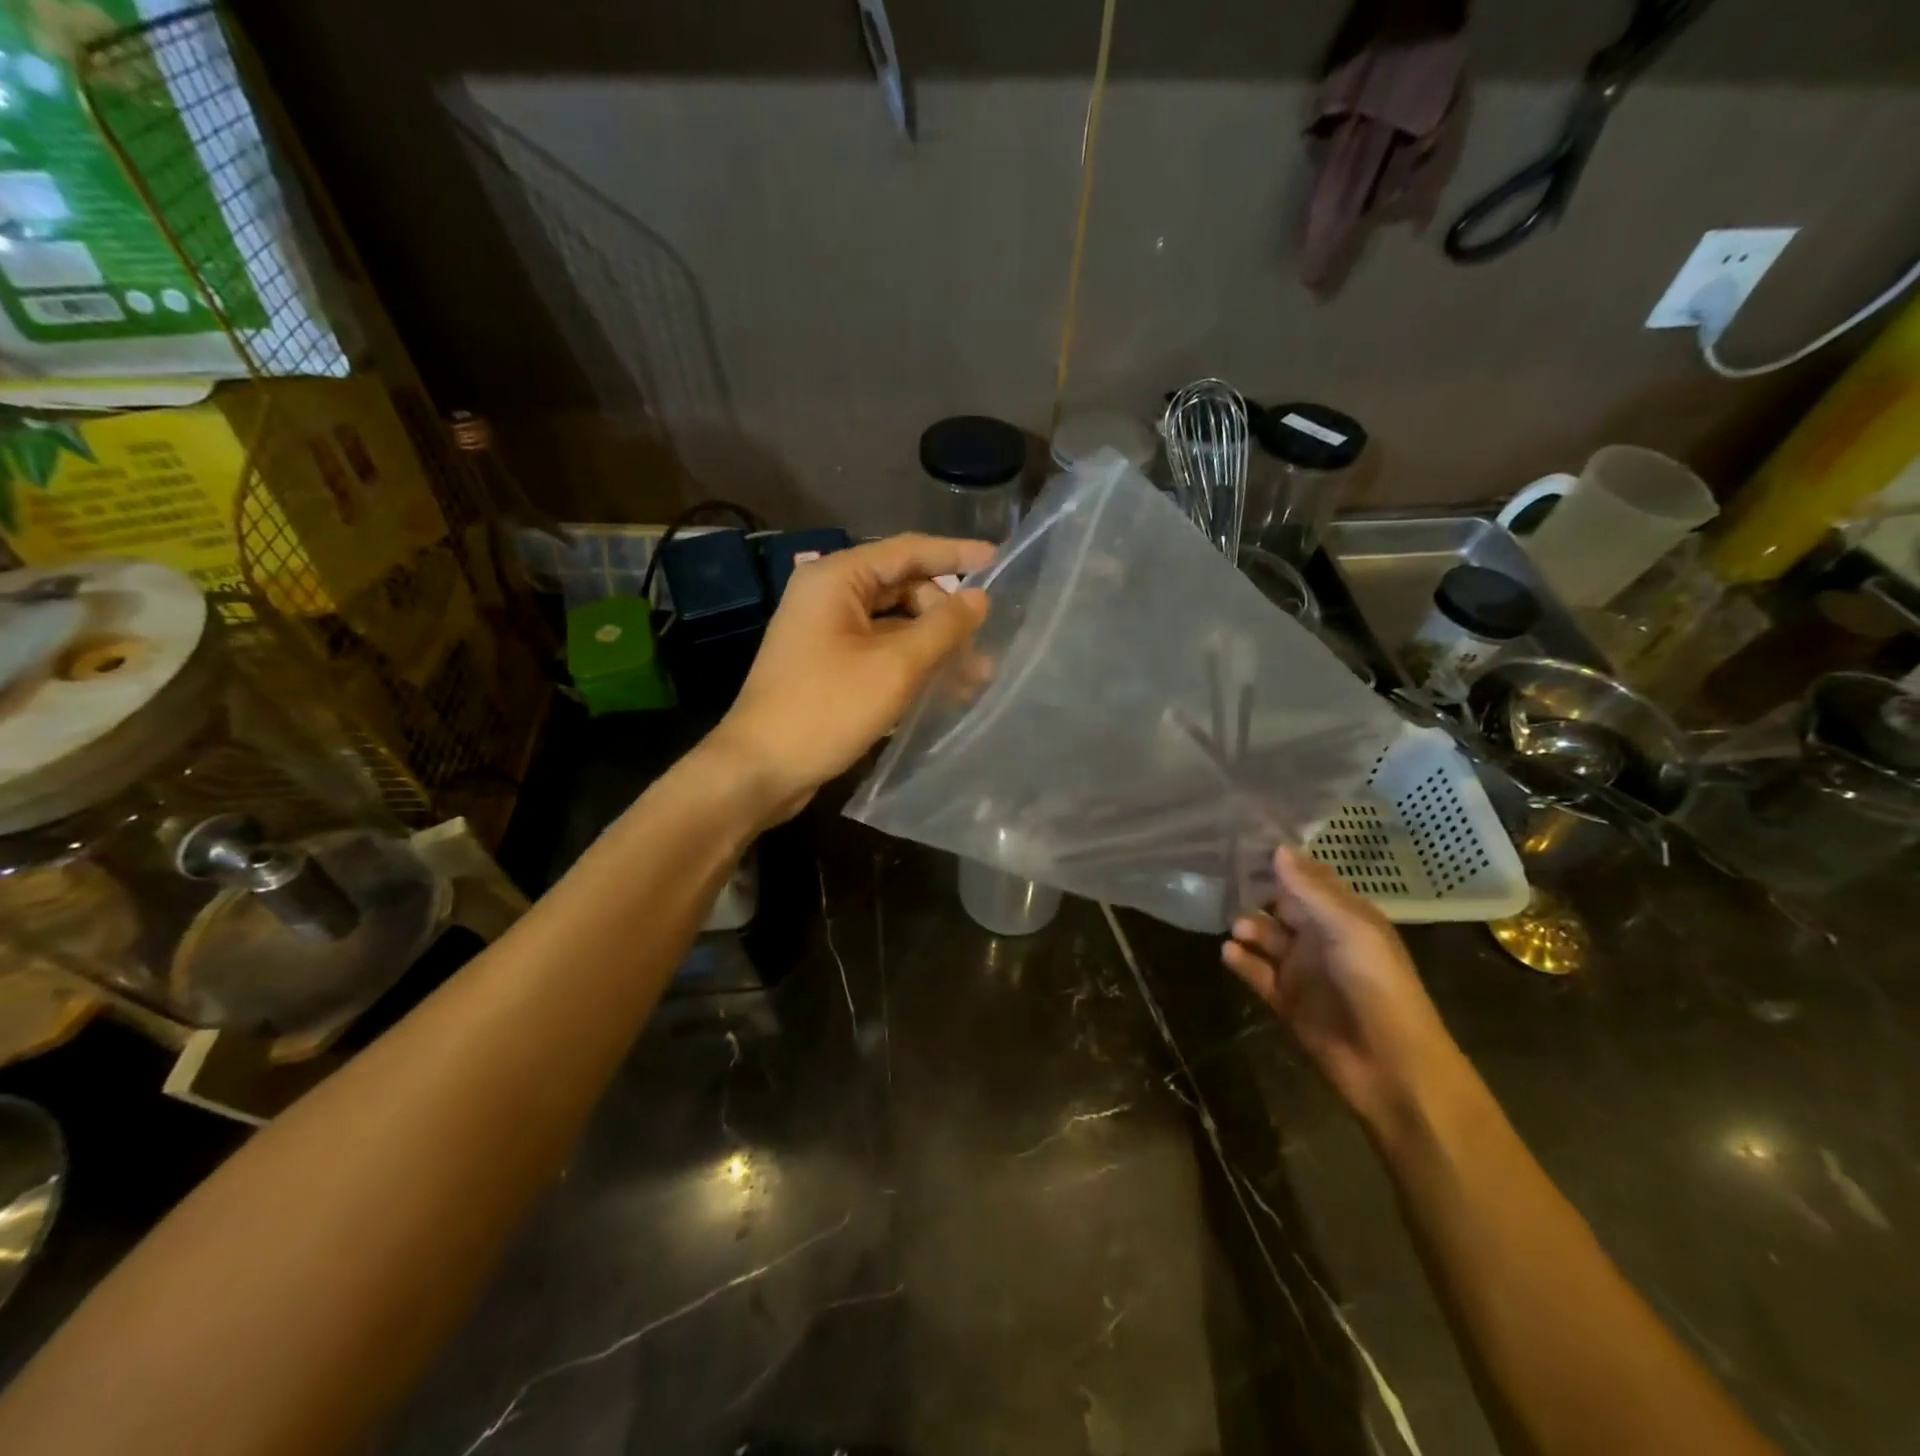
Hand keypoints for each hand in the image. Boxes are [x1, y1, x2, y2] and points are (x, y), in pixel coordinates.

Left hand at [705, 533, 993, 821]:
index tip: (999, 561)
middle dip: (945, 614)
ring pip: (894, 625)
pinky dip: (911, 664)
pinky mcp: (829, 666)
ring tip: (976, 676)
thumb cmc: (826, 709)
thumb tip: (980, 598)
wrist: (760, 769)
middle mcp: (828, 596)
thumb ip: (942, 628)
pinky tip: (944, 689)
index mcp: (836, 579)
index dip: (955, 554)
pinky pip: (880, 651)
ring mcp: (826, 633)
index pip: (907, 551)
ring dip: (933, 645)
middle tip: (982, 645)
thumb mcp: (894, 667)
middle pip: (902, 588)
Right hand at [1222, 847, 1468, 1139]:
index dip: (1281, 863)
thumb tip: (1277, 848)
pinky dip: (1241, 961)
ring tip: (1238, 929)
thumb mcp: (1349, 929)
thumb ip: (1311, 890)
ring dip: (1248, 928)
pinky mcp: (1286, 1000)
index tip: (1244, 843)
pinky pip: (1256, 973)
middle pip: (1281, 906)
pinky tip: (1229, 953)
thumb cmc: (1378, 986)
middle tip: (1223, 880)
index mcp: (1345, 917)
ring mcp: (1302, 970)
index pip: (1309, 880)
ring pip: (1265, 938)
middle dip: (1255, 894)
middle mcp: (1321, 938)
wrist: (1392, 1067)